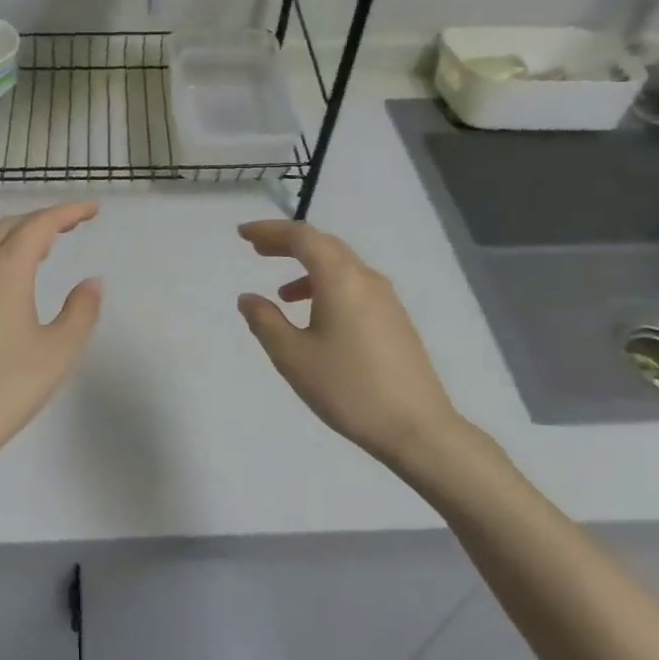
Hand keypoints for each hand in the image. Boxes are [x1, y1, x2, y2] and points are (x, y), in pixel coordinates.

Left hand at [0, 202, 102, 487]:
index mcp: (4, 271)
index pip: (39, 224)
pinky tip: (13, 285)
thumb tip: (91, 282)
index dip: (68, 212)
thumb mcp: (57, 352)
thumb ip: (80, 311)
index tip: (93, 209)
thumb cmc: (4, 388)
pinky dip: (1, 259)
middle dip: (42, 219)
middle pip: (9, 227)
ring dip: (18, 238)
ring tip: (47, 249)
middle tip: (72, 225)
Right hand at [236, 220, 500, 479]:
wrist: (416, 428)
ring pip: (341, 266)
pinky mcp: (395, 320)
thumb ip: (265, 321)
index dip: (269, 231)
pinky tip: (314, 318)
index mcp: (341, 279)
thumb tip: (248, 298)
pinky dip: (326, 287)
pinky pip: (354, 286)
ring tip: (280, 292)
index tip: (242, 234)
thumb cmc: (347, 388)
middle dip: (287, 243)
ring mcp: (386, 299)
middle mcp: (366, 279)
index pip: (302, 237)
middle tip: (256, 249)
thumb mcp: (293, 356)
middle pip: (323, 245)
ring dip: (307, 268)